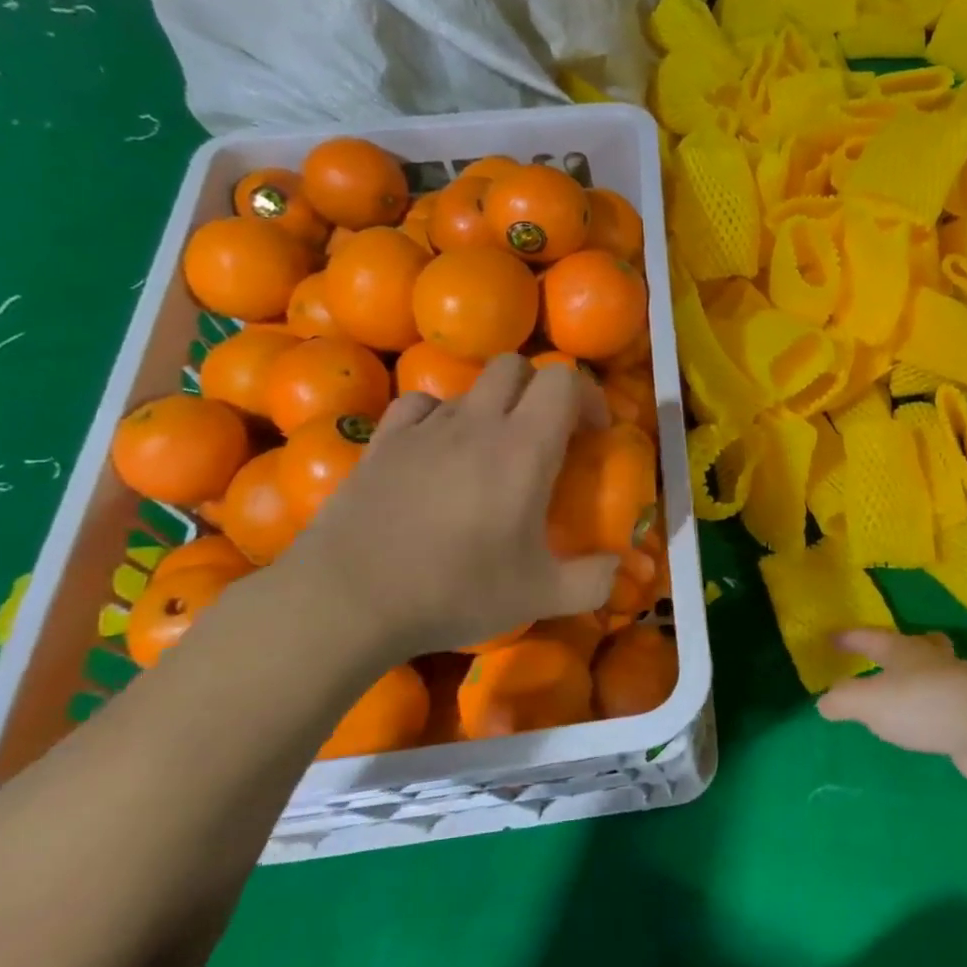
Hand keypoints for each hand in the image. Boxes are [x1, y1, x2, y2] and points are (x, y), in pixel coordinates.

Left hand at [277, 356, 621, 667]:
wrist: (348, 600)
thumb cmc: (455, 590)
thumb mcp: (541, 596)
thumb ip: (594, 580)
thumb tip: (618, 567)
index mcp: (525, 447)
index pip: (564, 380)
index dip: (587, 396)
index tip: (593, 433)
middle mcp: (478, 422)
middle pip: (516, 366)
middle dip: (540, 390)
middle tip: (548, 434)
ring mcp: (425, 428)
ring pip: (469, 387)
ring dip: (493, 406)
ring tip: (492, 451)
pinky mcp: (383, 441)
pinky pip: (419, 405)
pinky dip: (439, 416)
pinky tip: (438, 450)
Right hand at [816, 631, 966, 788]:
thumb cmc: (921, 704)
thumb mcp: (869, 703)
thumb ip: (843, 701)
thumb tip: (824, 701)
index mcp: (903, 651)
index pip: (871, 638)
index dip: (851, 638)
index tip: (834, 636)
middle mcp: (933, 661)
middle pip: (921, 645)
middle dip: (908, 646)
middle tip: (899, 648)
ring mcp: (961, 684)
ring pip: (942, 671)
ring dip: (929, 675)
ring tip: (917, 688)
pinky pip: (956, 703)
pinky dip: (944, 706)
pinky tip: (940, 721)